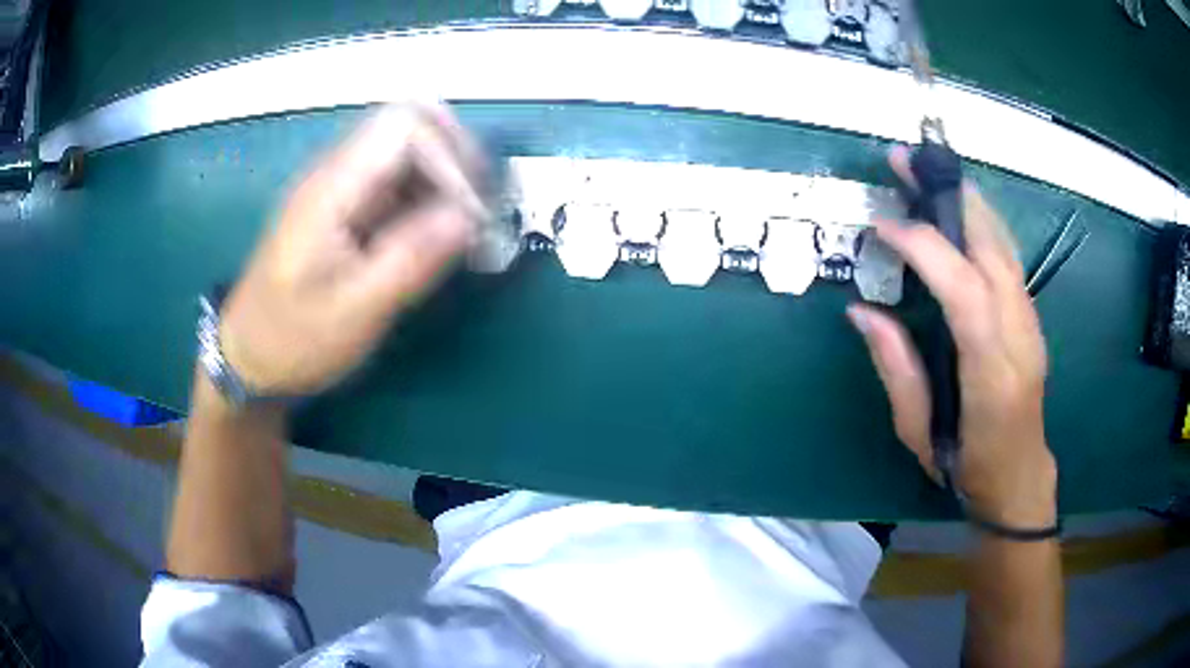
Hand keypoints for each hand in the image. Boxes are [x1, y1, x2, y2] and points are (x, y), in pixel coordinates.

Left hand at [218, 103, 482, 395]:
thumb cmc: (293, 340)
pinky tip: (437, 234)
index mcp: (332, 188)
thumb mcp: (354, 312)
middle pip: (409, 122)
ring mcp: (339, 186)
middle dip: (455, 156)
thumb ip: (410, 259)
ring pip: (407, 148)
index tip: (468, 214)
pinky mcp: (344, 206)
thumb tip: (470, 216)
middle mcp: (336, 172)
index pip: (405, 125)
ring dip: (445, 176)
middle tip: (477, 208)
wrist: (249, 356)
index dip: (448, 156)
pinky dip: (427, 195)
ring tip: (465, 226)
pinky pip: (396, 179)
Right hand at [848, 147, 1056, 526]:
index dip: (926, 248)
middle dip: (947, 197)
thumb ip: (896, 368)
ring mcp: (1031, 321)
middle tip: (904, 161)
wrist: (1020, 475)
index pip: (966, 292)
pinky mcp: (1031, 315)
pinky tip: (956, 207)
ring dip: (964, 199)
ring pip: (1003, 244)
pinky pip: (1007, 256)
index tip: (883, 225)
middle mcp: (1020, 337)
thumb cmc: (965, 467)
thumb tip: (862, 310)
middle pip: (992, 250)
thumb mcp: (917, 433)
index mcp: (991, 375)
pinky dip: (980, 221)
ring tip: (926, 171)